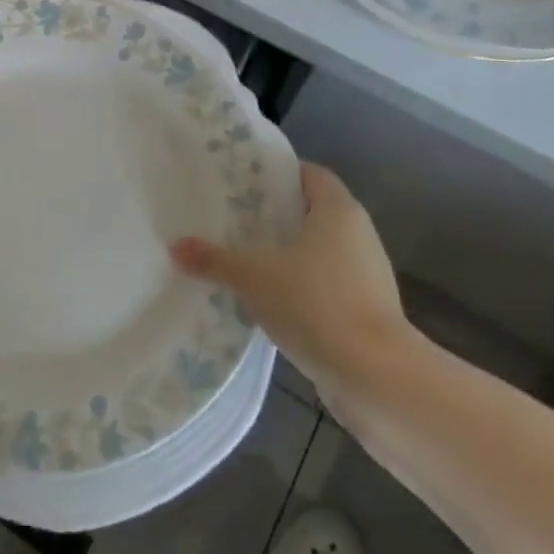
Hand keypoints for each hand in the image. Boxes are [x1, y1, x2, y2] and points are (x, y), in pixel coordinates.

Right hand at [171, 162, 410, 396]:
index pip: (309, 174)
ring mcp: (367, 275)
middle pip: (313, 211)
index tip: (245, 182)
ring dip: (289, 256)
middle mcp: (358, 234)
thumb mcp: (255, 278)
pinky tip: (271, 302)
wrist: (377, 379)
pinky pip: (328, 286)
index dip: (279, 174)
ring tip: (246, 259)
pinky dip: (302, 288)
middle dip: (277, 215)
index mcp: (338, 210)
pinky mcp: (368, 312)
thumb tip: (176, 248)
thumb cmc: (317, 305)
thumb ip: (215, 260)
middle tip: (235, 218)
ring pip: (321, 252)